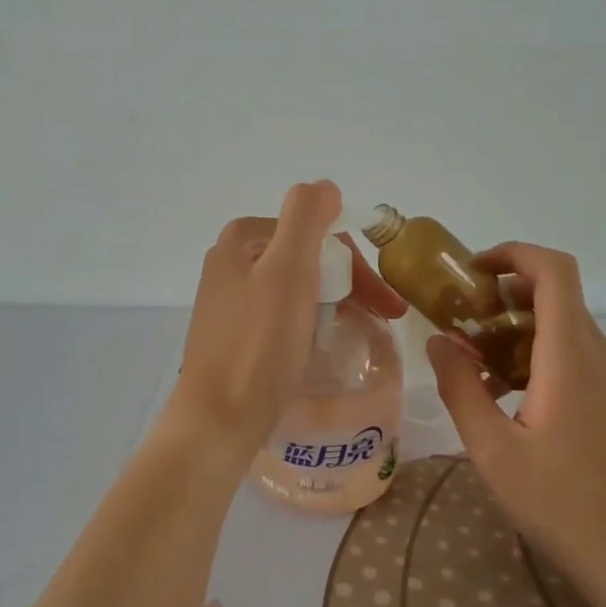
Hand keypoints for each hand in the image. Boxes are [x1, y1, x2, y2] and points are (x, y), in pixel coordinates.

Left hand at [165, 181, 405, 461]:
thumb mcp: (287, 270)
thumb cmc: (259, 344)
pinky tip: (321, 345)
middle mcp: (231, 260)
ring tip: (360, 333)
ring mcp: (229, 298)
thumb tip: (324, 186)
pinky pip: (282, 315)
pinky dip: (309, 322)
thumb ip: (306, 218)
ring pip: (297, 287)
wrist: (218, 420)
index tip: (386, 304)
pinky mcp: (233, 333)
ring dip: (333, 303)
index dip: (356, 265)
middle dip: (348, 285)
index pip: (317, 234)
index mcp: (243, 238)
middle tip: (383, 320)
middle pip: (307, 259)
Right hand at [425, 243, 605, 606]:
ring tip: (475, 365)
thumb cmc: (565, 507)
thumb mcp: (493, 451)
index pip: (554, 271)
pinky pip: (574, 355)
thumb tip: (439, 341)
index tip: (471, 273)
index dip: (513, 254)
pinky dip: (535, 355)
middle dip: (503, 295)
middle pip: (556, 294)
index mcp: (571, 357)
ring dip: (516, 329)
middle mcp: (599, 356)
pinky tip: (508, 397)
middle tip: (460, 324)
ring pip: (563, 326)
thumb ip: (460, 388)